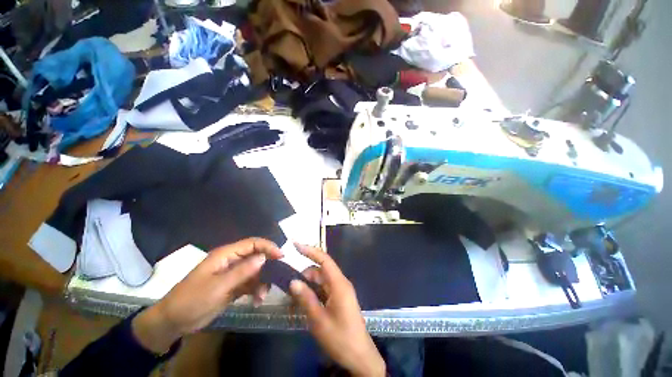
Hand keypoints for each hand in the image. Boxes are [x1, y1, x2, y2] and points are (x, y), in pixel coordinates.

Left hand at [132, 238, 282, 353]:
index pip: (253, 243)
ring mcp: (233, 274)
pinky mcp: (234, 286)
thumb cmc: (192, 300)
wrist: (173, 322)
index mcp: (227, 255)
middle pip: (257, 256)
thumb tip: (265, 257)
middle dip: (268, 266)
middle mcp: (232, 261)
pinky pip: (251, 284)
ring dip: (263, 281)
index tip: (281, 256)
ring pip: (256, 271)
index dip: (268, 247)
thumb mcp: (218, 286)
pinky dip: (257, 290)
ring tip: (262, 296)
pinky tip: (257, 301)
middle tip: (277, 278)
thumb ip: (242, 271)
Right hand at [289, 244, 384, 376]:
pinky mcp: (339, 299)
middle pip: (320, 271)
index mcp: (338, 283)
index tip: (295, 245)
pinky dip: (312, 294)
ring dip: (307, 287)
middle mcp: (340, 283)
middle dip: (304, 276)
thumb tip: (293, 281)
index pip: (324, 260)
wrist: (360, 357)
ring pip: (320, 281)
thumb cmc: (340, 338)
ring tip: (292, 301)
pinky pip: (323, 291)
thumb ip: (306, 298)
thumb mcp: (319, 320)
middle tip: (287, 288)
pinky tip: (302, 305)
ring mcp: (340, 291)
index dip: (310, 250)